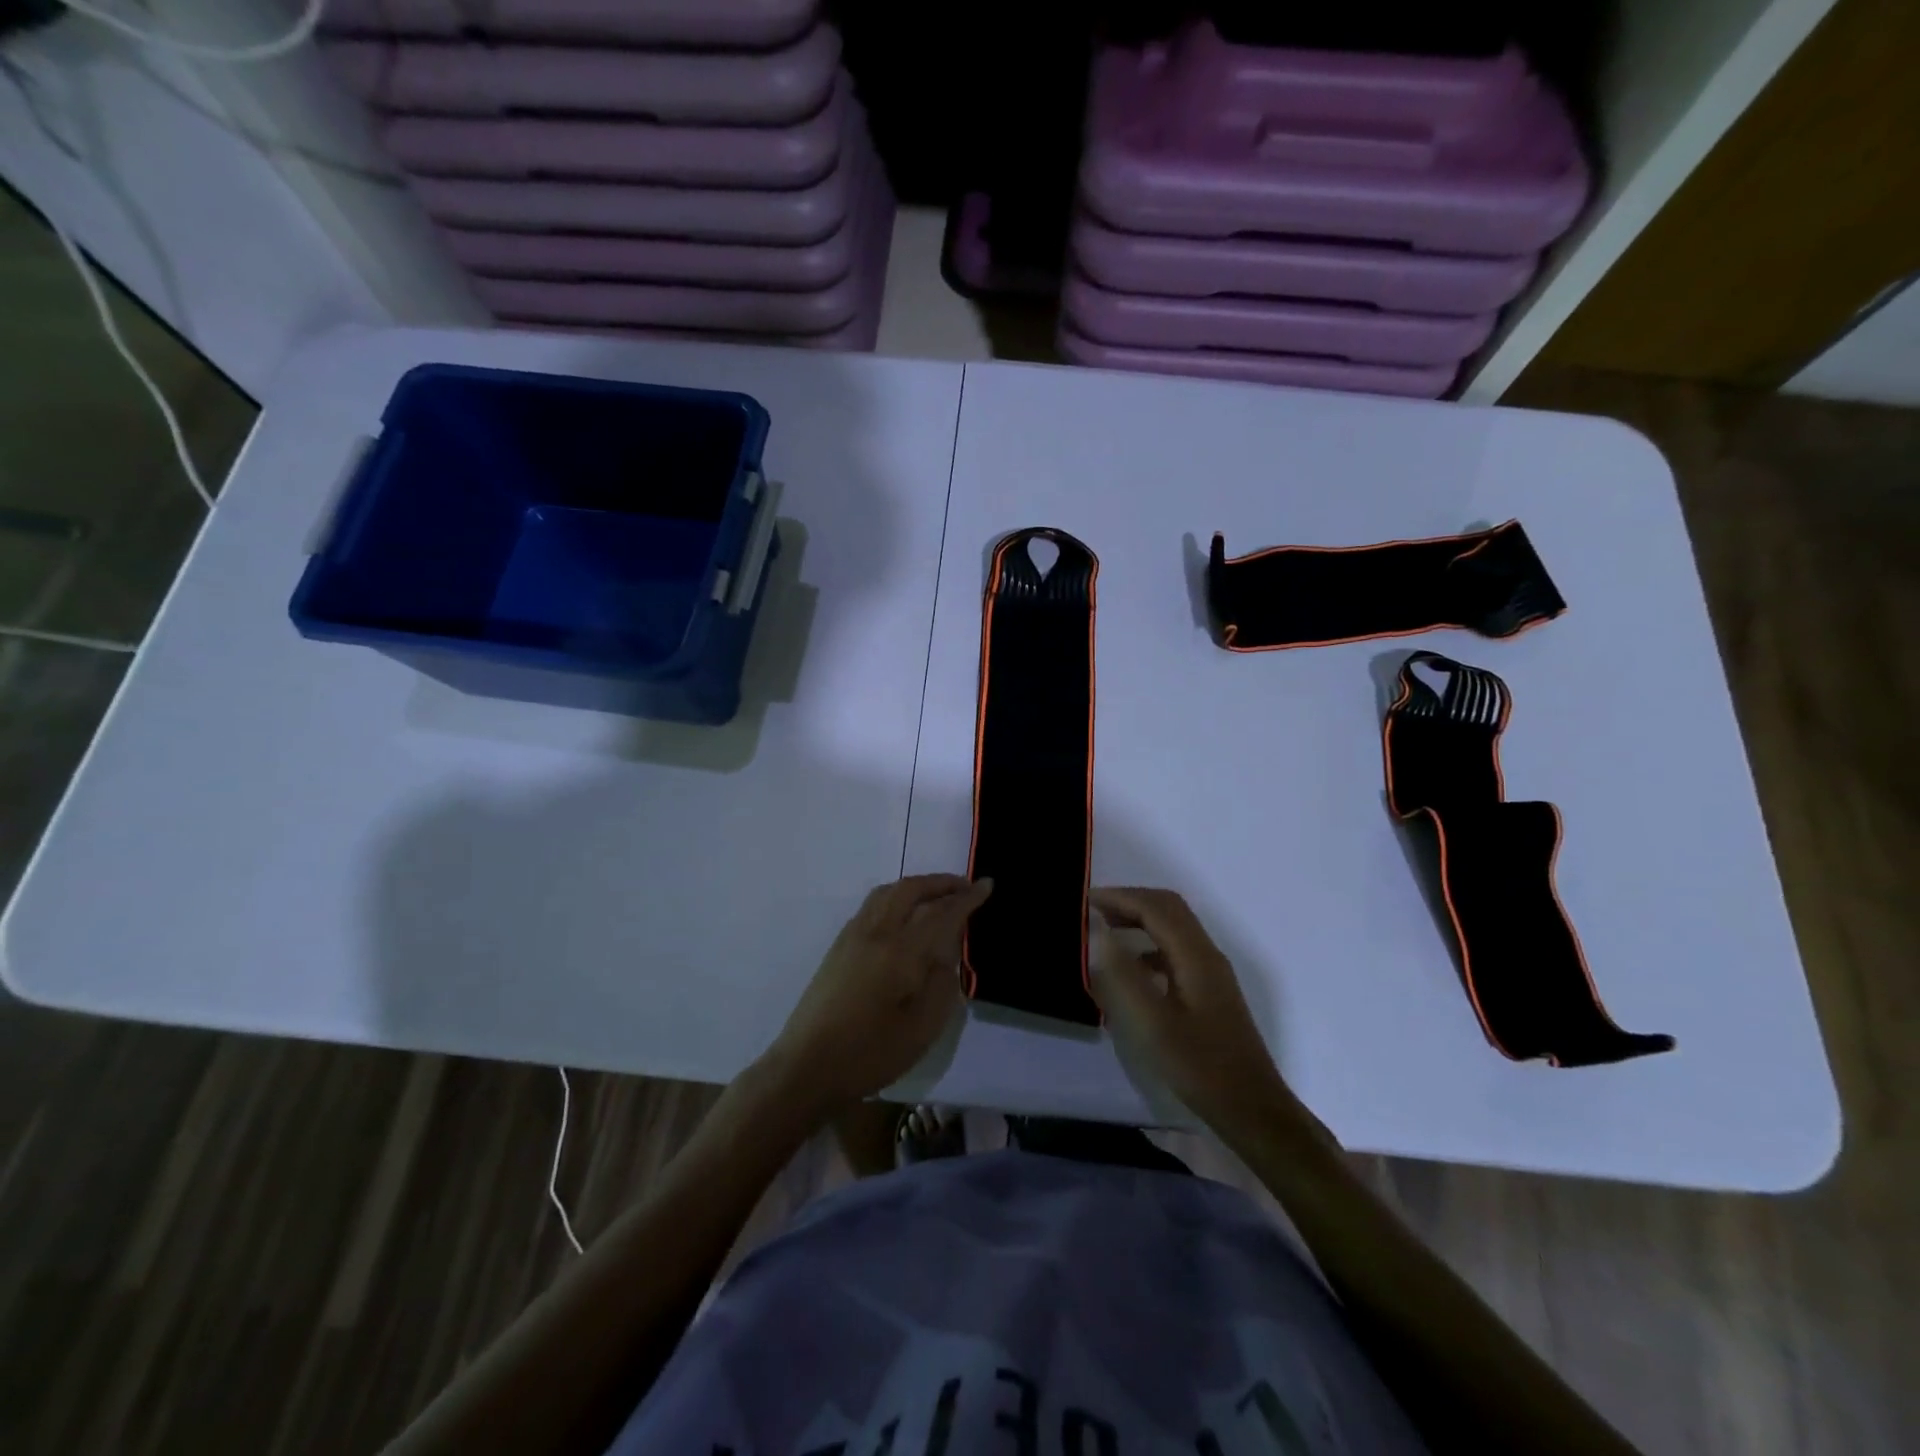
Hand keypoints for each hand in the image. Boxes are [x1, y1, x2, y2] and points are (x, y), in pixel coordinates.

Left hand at [762, 875, 991, 1118]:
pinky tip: (904, 914)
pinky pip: (873, 905)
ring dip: (916, 886)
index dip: (967, 898)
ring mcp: (852, 937)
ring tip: (937, 895)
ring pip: (887, 892)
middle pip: (910, 889)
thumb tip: (946, 952)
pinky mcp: (838, 947)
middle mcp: (874, 933)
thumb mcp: (922, 1028)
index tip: (987, 885)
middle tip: (965, 886)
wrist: (805, 1069)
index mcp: (899, 952)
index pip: (940, 912)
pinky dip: (896, 897)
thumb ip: (942, 983)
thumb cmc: (869, 1054)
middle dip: (941, 882)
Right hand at [1089, 887, 1291, 1134]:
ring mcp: (1211, 973)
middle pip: (1168, 909)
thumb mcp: (1152, 1023)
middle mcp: (1207, 954)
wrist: (1251, 1108)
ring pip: (1174, 928)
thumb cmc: (1199, 1066)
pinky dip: (1149, 945)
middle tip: (1092, 910)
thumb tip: (1097, 930)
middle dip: (1130, 902)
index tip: (1083, 902)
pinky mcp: (1210, 991)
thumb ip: (1122, 974)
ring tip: (1105, 932)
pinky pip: (1176, 950)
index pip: (1155, 907)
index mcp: (1195, 956)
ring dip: (1140, 920)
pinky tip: (1132, 969)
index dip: (1119, 898)